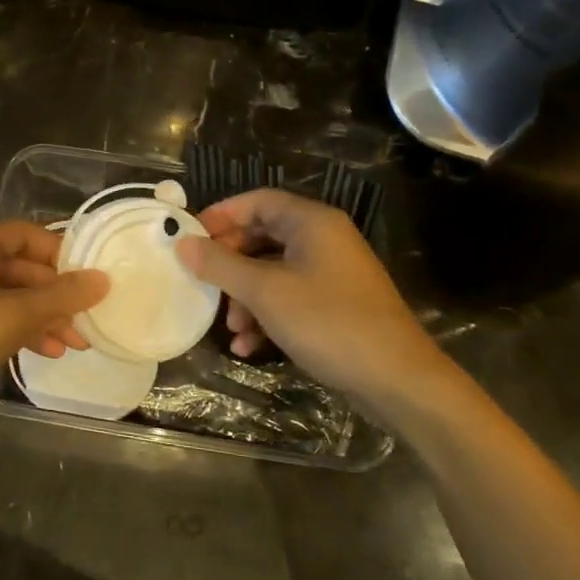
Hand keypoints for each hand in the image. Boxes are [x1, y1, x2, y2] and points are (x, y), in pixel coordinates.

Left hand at [0, 220, 108, 435]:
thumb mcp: (13, 316)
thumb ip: (60, 297)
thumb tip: (102, 279)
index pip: (28, 235)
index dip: (62, 254)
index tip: (93, 280)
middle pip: (22, 267)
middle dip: (57, 295)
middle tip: (89, 320)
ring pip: (12, 296)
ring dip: (44, 317)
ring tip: (75, 343)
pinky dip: (22, 331)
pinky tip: (48, 352)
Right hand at [175, 189, 456, 417]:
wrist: (397, 379)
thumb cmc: (328, 322)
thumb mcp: (265, 292)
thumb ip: (220, 265)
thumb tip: (182, 244)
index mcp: (312, 222)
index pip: (257, 200)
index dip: (221, 215)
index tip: (190, 237)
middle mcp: (323, 239)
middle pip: (262, 236)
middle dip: (230, 262)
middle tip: (203, 281)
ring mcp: (332, 273)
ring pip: (272, 270)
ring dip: (245, 296)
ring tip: (229, 326)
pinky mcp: (335, 304)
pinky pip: (289, 297)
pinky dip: (266, 315)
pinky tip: (248, 346)